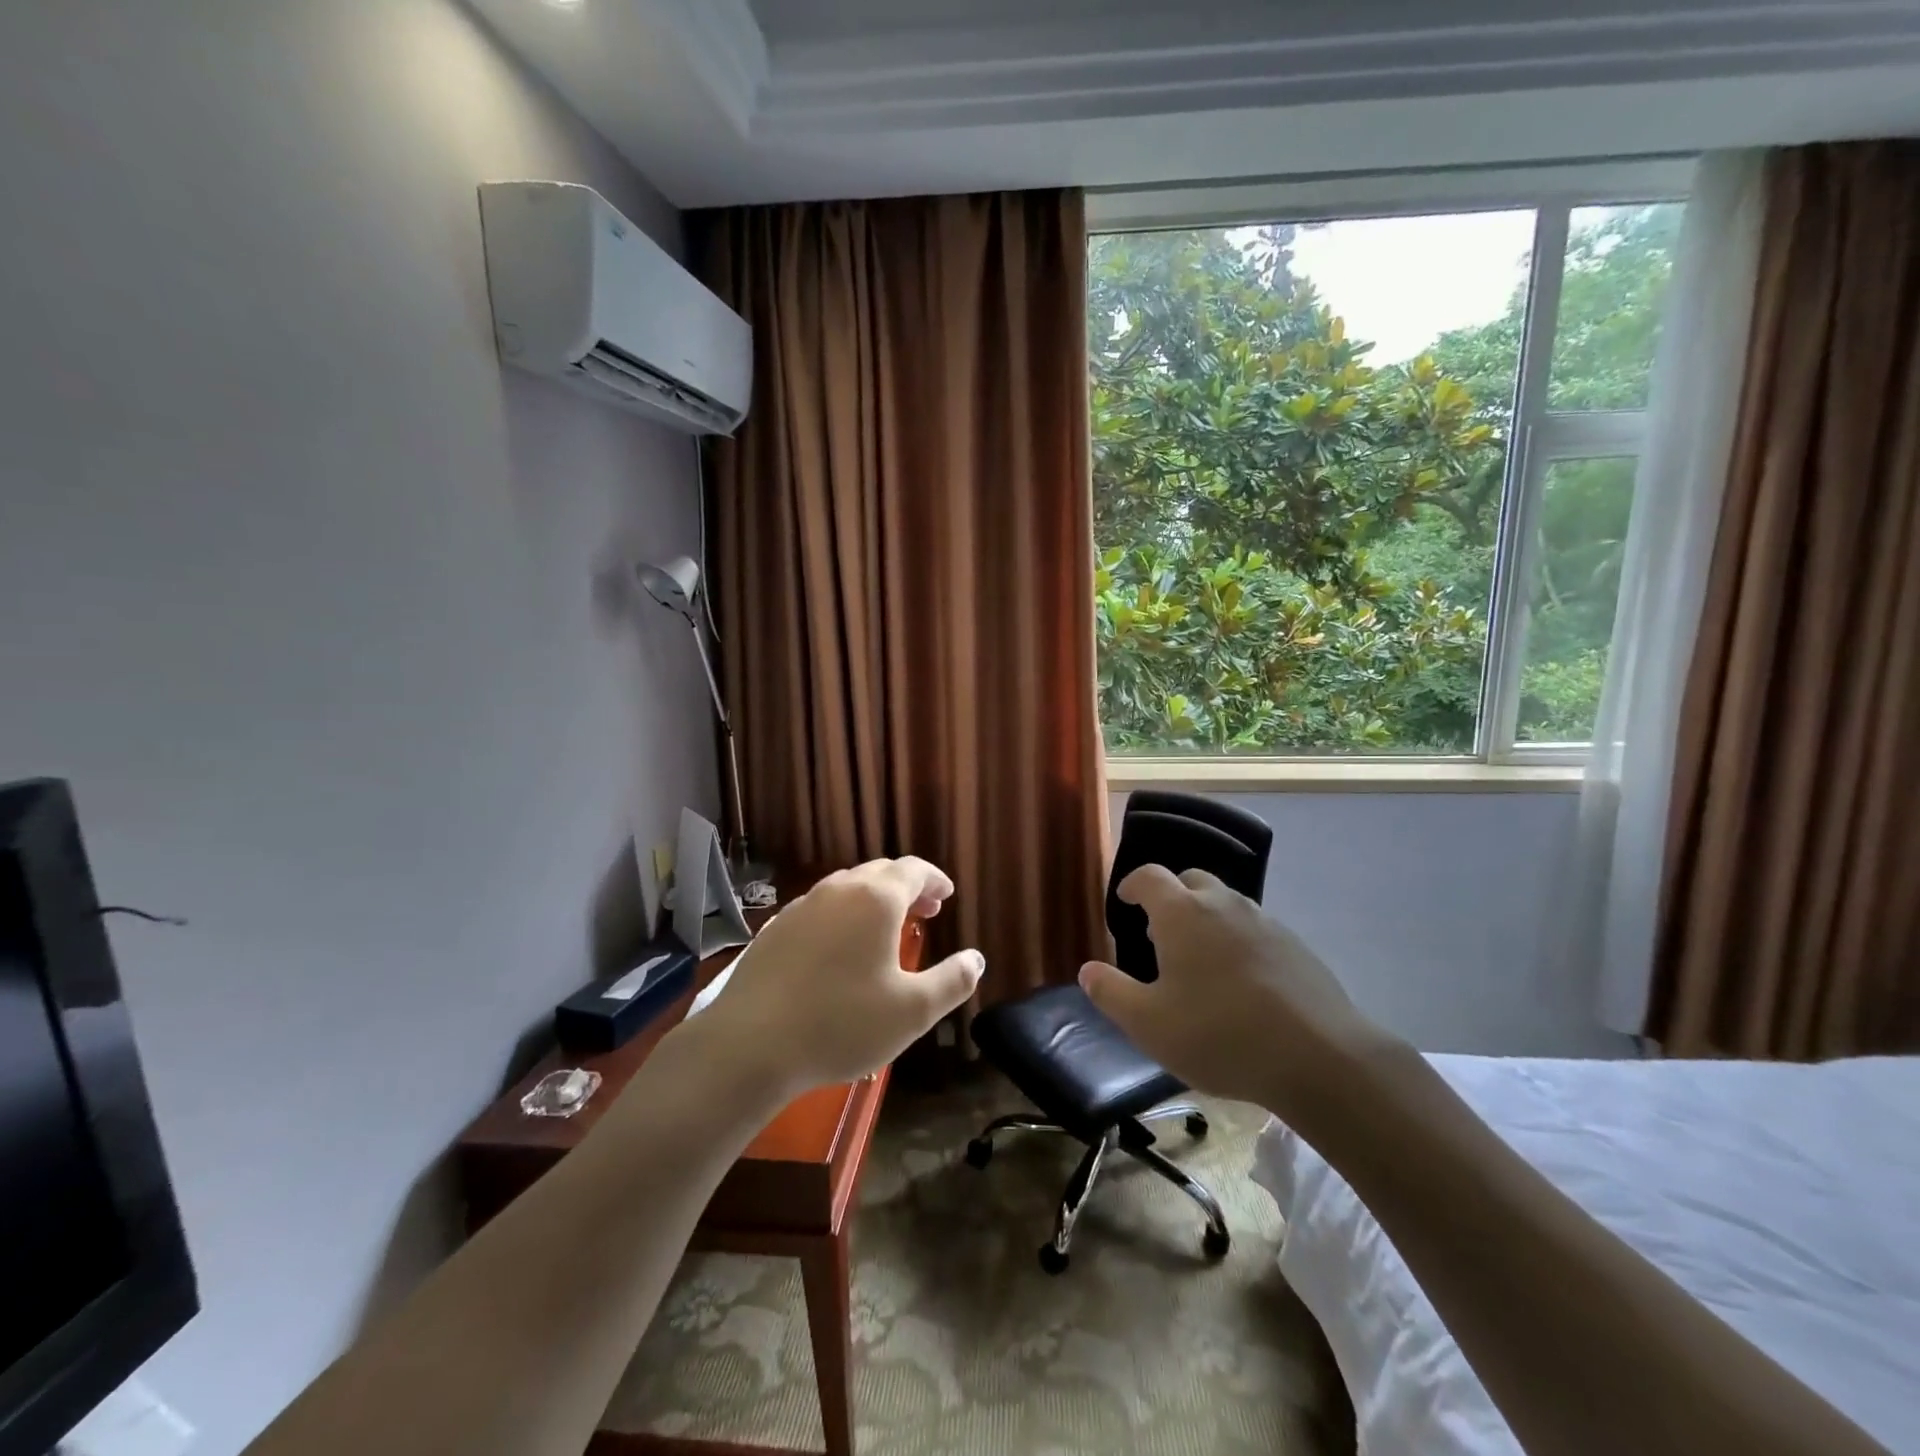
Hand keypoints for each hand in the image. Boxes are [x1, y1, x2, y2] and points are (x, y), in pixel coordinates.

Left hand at [700, 858, 984, 1094]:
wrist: (750, 1044)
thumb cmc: (842, 1023)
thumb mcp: (913, 1011)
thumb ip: (953, 981)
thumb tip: (976, 959)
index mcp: (876, 900)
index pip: (913, 870)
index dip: (934, 879)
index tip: (947, 897)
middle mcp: (838, 891)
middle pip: (879, 873)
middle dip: (907, 887)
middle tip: (925, 911)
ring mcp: (801, 907)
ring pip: (846, 888)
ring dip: (873, 899)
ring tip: (885, 927)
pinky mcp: (775, 929)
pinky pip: (819, 908)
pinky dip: (842, 915)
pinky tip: (840, 947)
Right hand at [1078, 866, 1398, 1117]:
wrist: (1319, 1057)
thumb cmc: (1219, 1035)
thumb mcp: (1149, 1024)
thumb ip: (1111, 993)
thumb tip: (1088, 970)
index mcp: (1181, 913)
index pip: (1149, 876)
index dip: (1132, 884)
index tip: (1125, 901)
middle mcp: (1222, 904)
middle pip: (1191, 881)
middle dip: (1171, 897)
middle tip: (1160, 932)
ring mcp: (1265, 921)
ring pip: (1226, 903)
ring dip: (1207, 918)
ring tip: (1200, 960)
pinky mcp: (1295, 946)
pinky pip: (1255, 929)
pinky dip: (1238, 940)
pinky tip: (1241, 982)